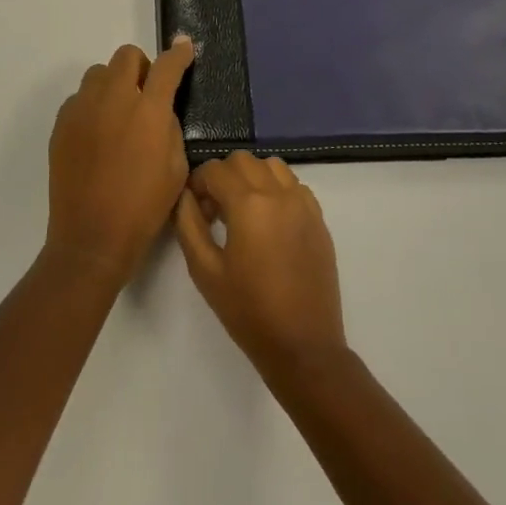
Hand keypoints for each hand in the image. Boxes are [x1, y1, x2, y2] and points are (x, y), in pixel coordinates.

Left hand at [45, 37, 195, 287]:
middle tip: (147, 93)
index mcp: (148, 112)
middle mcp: (113, 100)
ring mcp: (82, 110)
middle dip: (142, 67)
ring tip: (119, 114)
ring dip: (114, 83)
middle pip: (127, 56)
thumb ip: (169, 127)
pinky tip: (98, 134)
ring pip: (99, 73)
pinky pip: (79, 98)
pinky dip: (93, 105)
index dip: (179, 54)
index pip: (167, 67)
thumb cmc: (144, 207)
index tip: (184, 47)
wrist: (92, 236)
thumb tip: (158, 109)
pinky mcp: (61, 125)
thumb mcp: (176, 168)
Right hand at [174, 152, 346, 375]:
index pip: (215, 169)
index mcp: (249, 204)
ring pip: (272, 166)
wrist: (302, 344)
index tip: (195, 209)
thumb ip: (189, 224)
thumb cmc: (247, 310)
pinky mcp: (319, 219)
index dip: (198, 183)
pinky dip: (277, 190)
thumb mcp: (204, 270)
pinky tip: (269, 222)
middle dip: (223, 176)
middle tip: (215, 210)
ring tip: (243, 211)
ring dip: (252, 177)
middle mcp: (279, 193)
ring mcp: (304, 204)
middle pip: (244, 160)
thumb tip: (186, 196)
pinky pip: (294, 185)